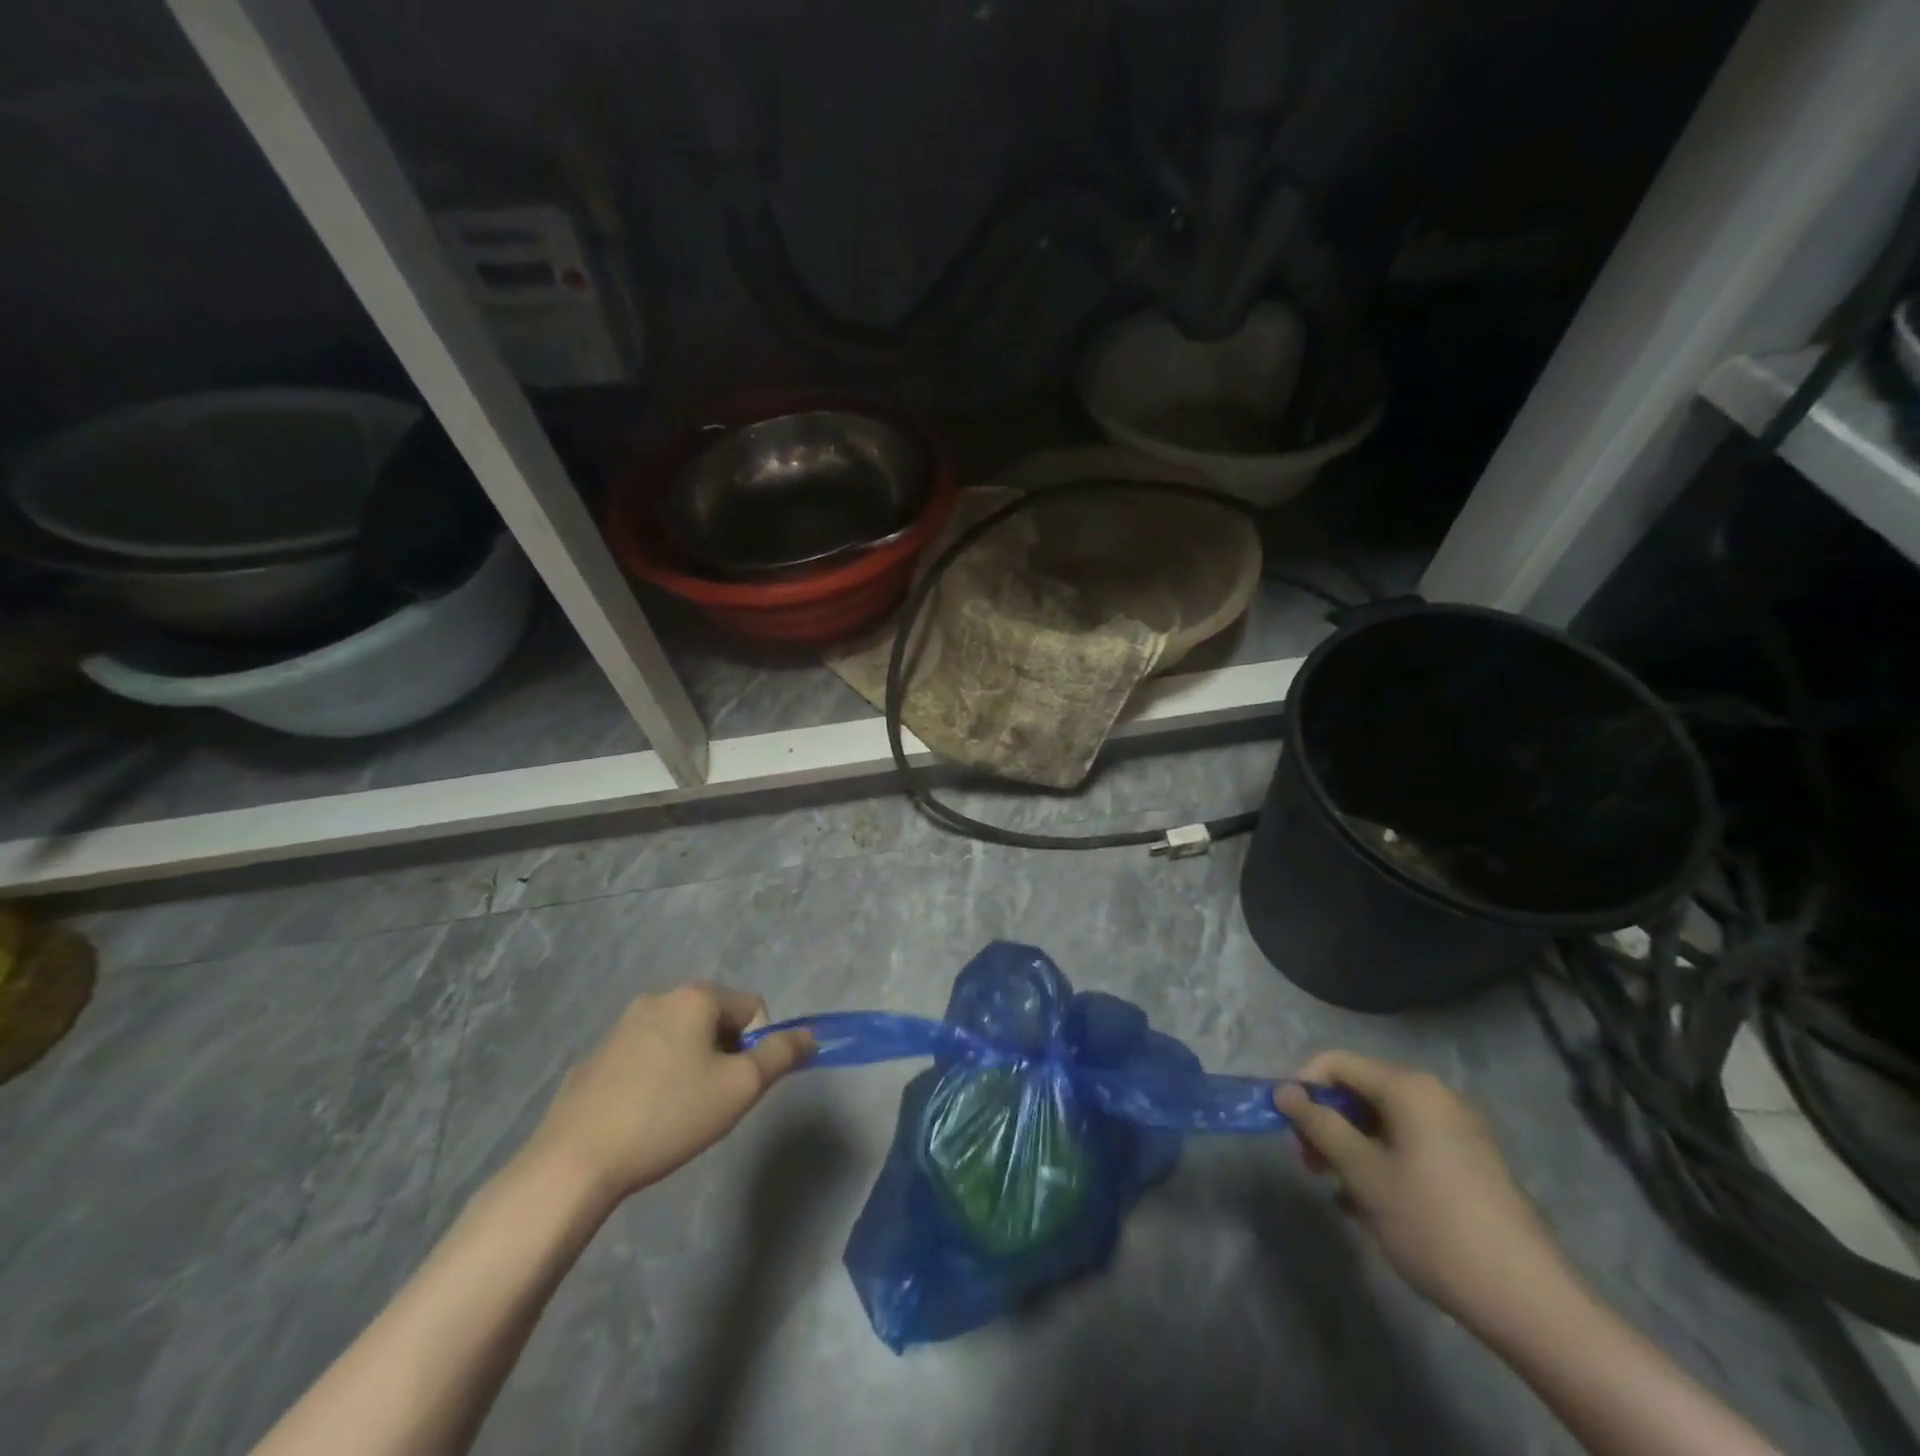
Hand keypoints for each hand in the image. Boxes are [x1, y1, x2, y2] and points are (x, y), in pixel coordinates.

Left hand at [527, 984, 813, 1205]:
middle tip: (712, 1101)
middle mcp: (657, 998)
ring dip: (691, 1066)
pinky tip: (642, 1118)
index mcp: (694, 997)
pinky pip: (645, 1058)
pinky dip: (655, 1079)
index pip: (752, 1007)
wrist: (574, 1162)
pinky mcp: (595, 1058)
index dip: (757, 1047)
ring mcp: (620, 1027)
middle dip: (723, 1055)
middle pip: (715, 1019)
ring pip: (679, 1038)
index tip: (737, 1086)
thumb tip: (809, 1034)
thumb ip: (781, 1054)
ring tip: (677, 1114)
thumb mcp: (740, 1087)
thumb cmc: (669, 1115)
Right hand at [1277, 1050, 1573, 1330]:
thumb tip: (1284, 1092)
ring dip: (1351, 1147)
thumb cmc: (1433, 1225)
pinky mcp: (1471, 1165)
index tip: (1287, 1128)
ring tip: (1338, 1190)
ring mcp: (1458, 1131)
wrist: (1530, 1302)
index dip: (1303, 1088)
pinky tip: (1371, 1206)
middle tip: (1309, 1164)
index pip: (1336, 1063)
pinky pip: (1409, 1145)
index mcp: (1409, 1088)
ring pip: (1383, 1122)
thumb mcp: (1363, 1173)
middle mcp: (1435, 1097)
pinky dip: (1382, 1162)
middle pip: (1360, 1090)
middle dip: (1327, 1122)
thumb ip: (1319, 1126)